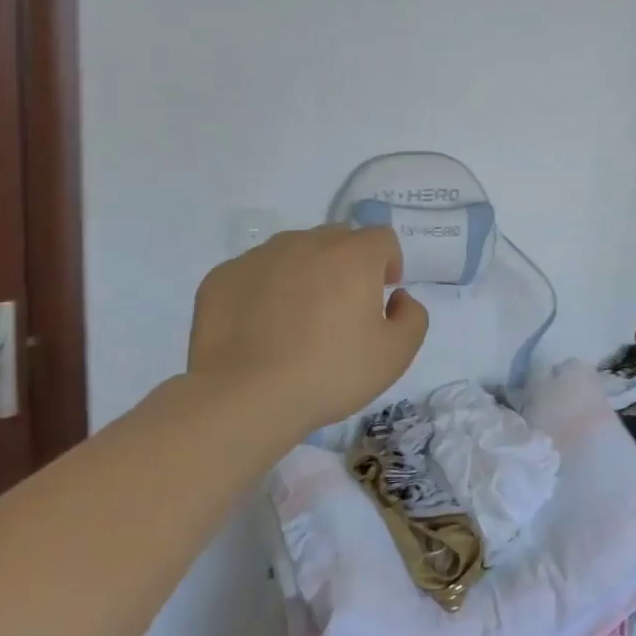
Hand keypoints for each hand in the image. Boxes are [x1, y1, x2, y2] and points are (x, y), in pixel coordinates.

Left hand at [187, 225, 428, 437]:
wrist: (244, 398)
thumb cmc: (329, 373)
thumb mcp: (396, 355)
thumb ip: (413, 317)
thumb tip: (398, 298)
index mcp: (353, 255)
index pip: (381, 238)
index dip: (388, 262)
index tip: (382, 295)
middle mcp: (306, 242)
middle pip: (337, 239)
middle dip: (347, 264)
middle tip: (341, 309)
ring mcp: (259, 256)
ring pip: (294, 251)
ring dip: (305, 273)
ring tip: (297, 319)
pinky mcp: (222, 276)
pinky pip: (255, 272)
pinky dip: (264, 290)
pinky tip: (260, 329)